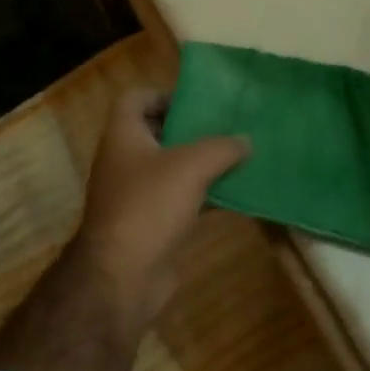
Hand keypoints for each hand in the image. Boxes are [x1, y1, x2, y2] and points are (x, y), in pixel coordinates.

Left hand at [70, 88, 248, 337]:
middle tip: (230, 126)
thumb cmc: (149, 207)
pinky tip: (238, 194)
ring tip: (242, 157)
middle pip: (159, 132)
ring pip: (174, 168)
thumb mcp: (190, 167)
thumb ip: (221, 147)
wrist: (123, 276)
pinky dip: (207, 195)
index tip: (200, 102)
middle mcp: (126, 161)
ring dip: (204, 163)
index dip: (164, 93)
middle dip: (193, 129)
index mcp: (123, 136)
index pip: (135, 98)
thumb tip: (245, 140)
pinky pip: (183, 199)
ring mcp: (138, 194)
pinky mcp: (153, 223)